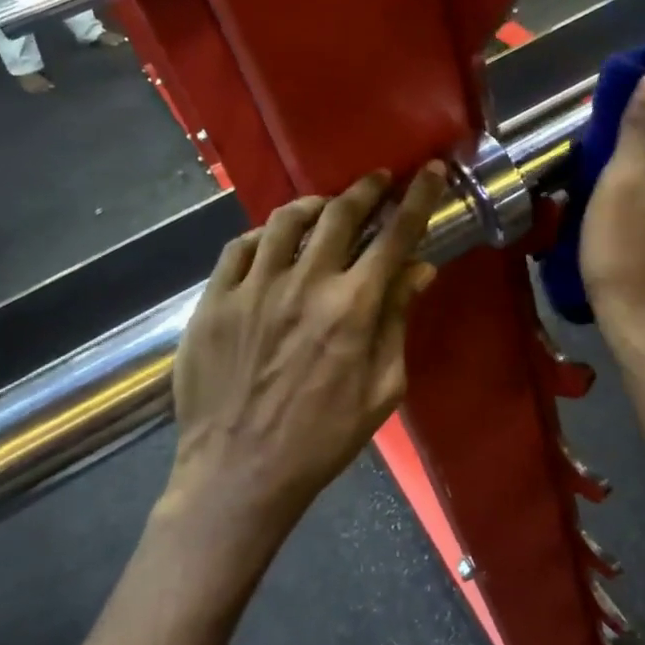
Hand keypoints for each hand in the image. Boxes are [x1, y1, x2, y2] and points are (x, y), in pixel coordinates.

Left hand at [169, 164, 446, 520]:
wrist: (239, 474)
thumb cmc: (322, 439)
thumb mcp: (382, 389)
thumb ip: (399, 321)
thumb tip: (420, 268)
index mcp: (353, 307)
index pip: (396, 235)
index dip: (418, 197)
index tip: (430, 170)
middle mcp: (305, 284)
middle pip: (341, 213)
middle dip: (366, 189)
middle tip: (377, 181)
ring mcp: (254, 288)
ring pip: (287, 220)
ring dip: (315, 204)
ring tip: (326, 208)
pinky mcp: (214, 300)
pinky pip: (240, 246)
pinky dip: (265, 234)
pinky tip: (273, 242)